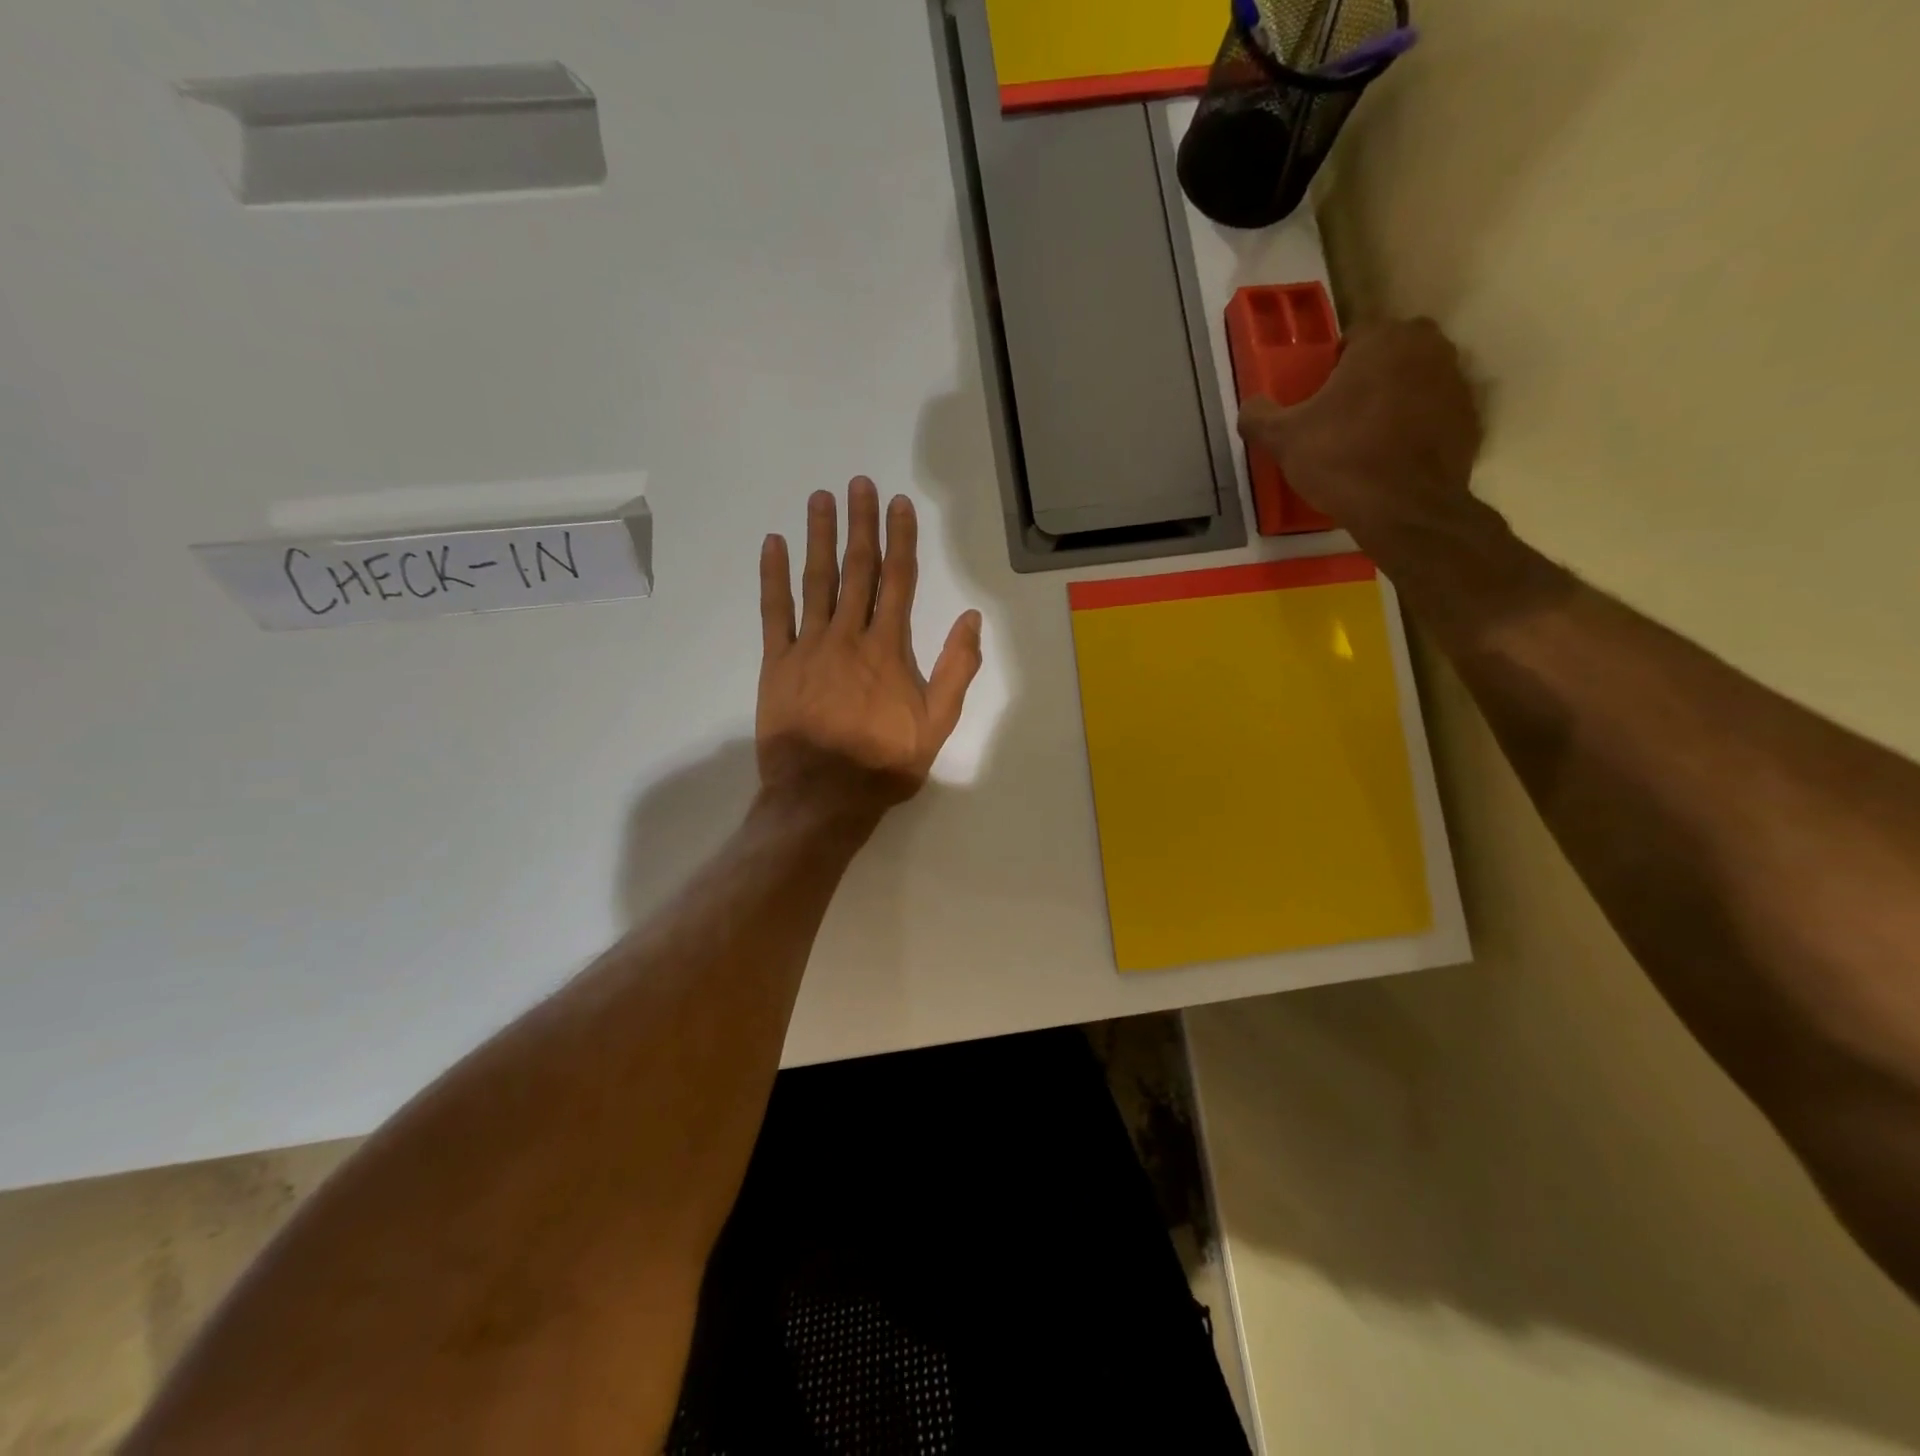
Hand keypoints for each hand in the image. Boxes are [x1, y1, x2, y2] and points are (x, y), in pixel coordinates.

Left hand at [756, 478, 983, 821]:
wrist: (822, 796)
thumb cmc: (883, 764)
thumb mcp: (937, 724)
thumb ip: (956, 670)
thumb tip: (972, 620)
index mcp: (889, 649)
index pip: (898, 581)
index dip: (901, 540)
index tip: (899, 504)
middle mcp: (850, 636)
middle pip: (858, 570)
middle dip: (861, 524)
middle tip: (858, 483)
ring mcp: (810, 646)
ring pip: (816, 581)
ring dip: (820, 537)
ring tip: (820, 499)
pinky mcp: (778, 663)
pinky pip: (774, 612)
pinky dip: (773, 577)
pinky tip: (772, 545)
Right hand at [1238, 317, 1483, 537]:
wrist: (1403, 508)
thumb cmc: (1341, 459)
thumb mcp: (1284, 439)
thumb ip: (1260, 416)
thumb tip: (1250, 406)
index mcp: (1384, 340)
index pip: (1355, 336)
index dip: (1333, 366)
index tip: (1319, 397)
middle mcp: (1429, 347)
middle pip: (1390, 354)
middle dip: (1369, 376)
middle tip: (1342, 415)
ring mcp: (1457, 382)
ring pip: (1416, 381)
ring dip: (1395, 399)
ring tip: (1367, 439)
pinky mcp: (1470, 418)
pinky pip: (1435, 413)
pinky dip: (1417, 427)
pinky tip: (1393, 458)